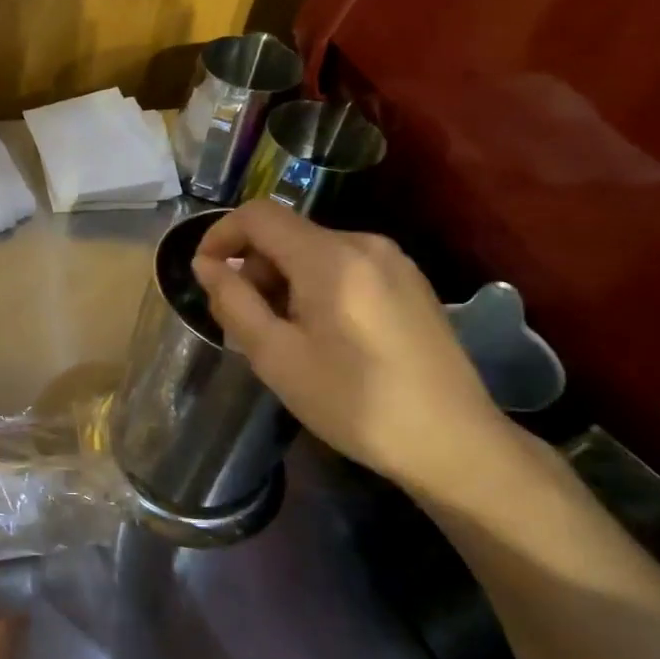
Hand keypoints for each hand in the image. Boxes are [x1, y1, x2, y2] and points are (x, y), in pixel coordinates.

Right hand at [190, 201, 508, 493]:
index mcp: (330, 257)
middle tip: (243, 322)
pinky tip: (321, 334)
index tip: (204, 276)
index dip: (220, 236)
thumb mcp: (276, 356)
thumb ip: (234, 301)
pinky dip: (314, 286)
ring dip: (282, 281)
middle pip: (286, 234)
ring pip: (313, 251)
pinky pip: (344, 267)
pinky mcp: (410, 283)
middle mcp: (364, 244)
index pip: (257, 215)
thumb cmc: (354, 402)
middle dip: (252, 269)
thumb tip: (206, 265)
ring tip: (281, 335)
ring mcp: (393, 262)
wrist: (455, 443)